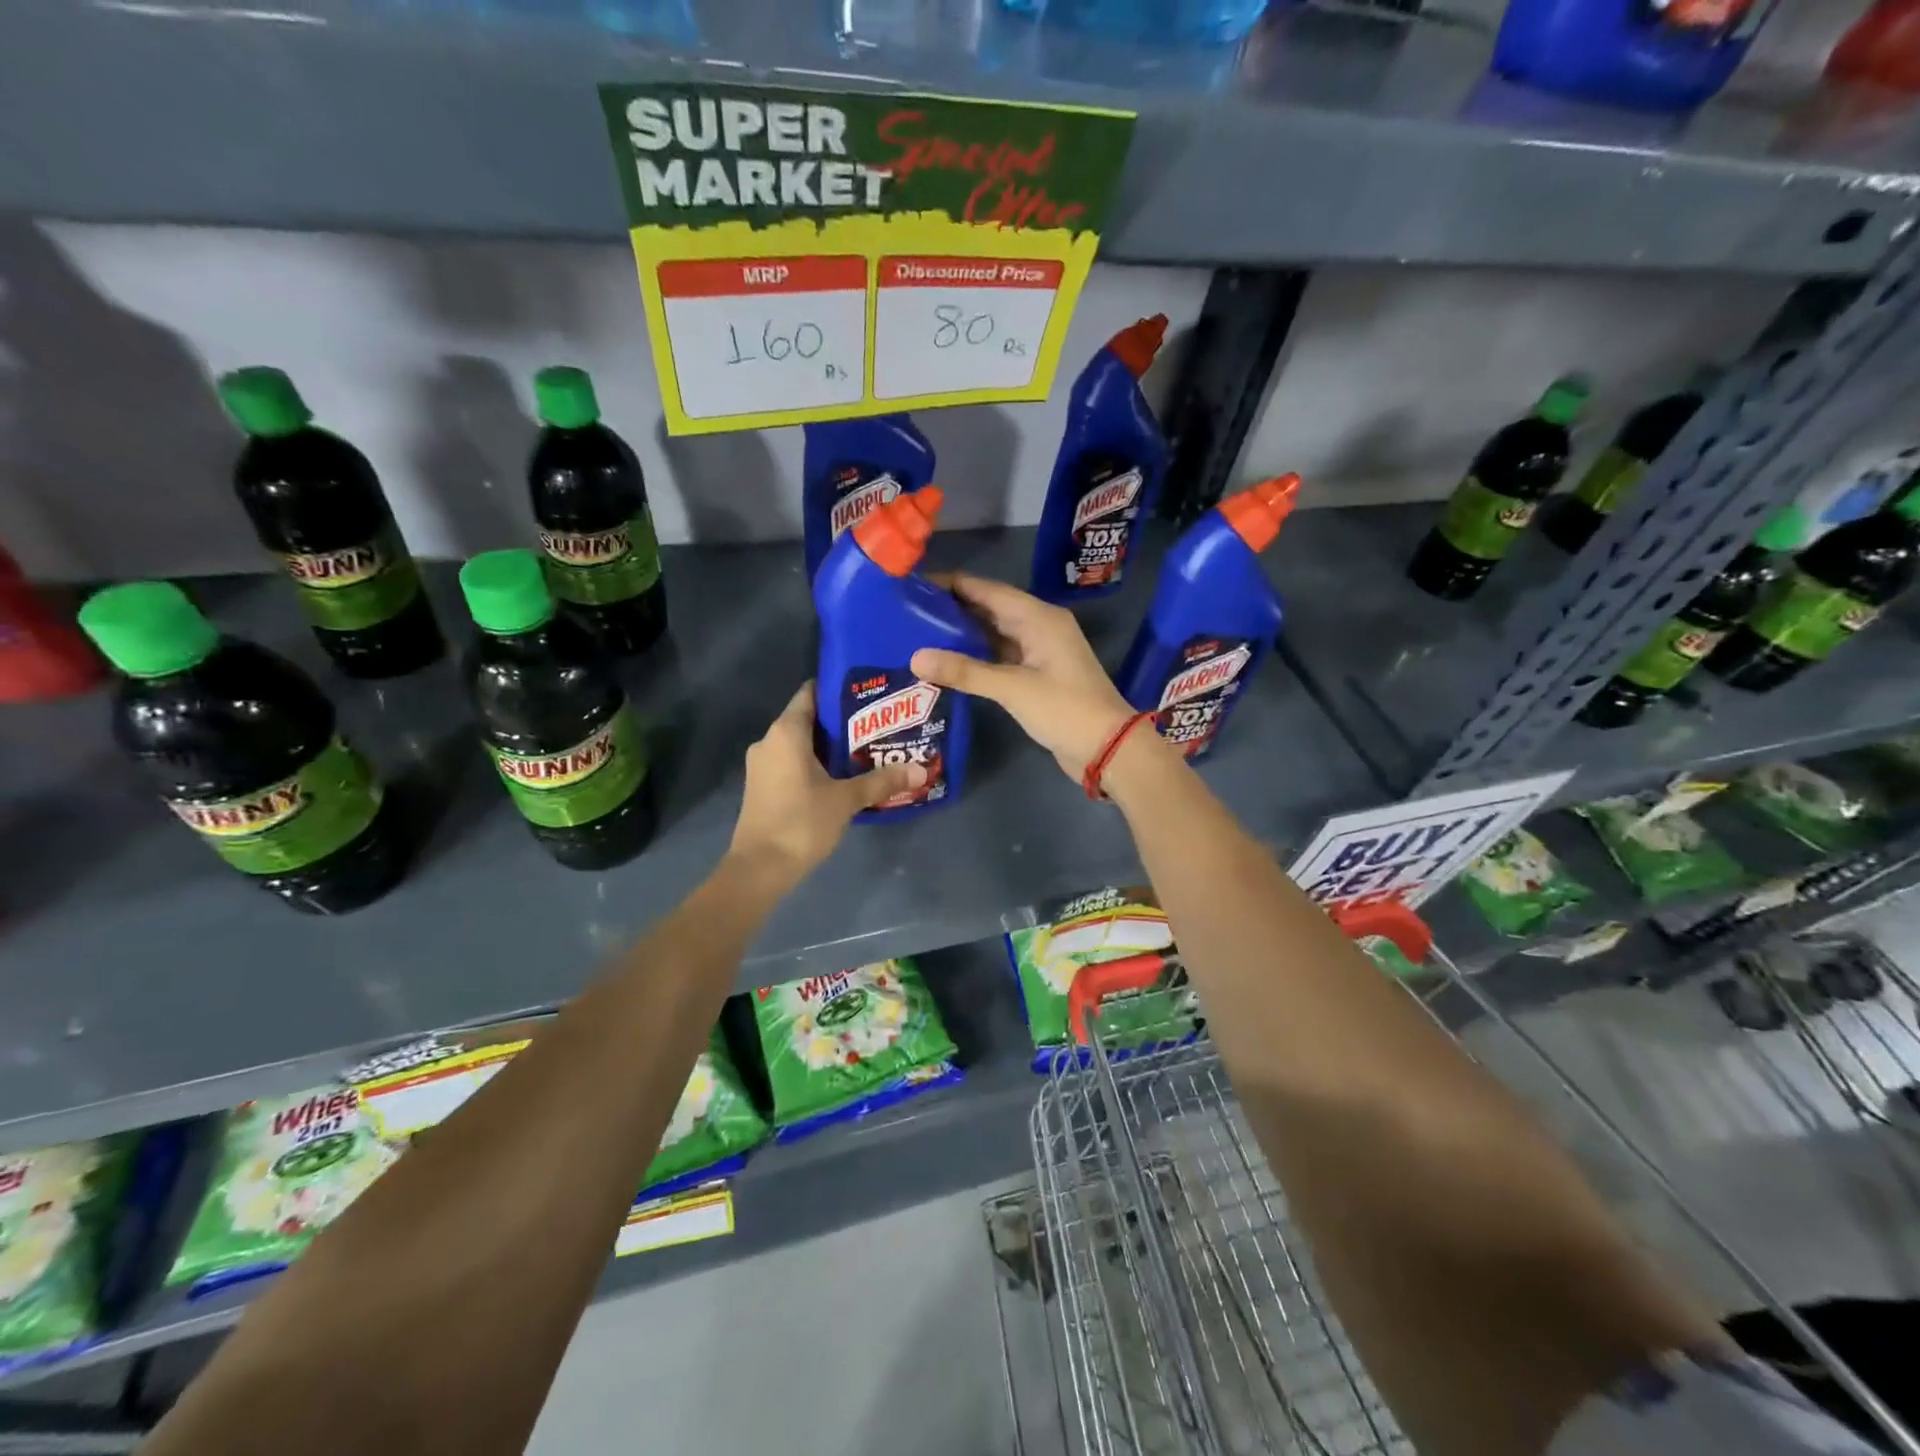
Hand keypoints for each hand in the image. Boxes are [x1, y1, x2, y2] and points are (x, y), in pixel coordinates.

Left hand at [730, 681, 924, 876]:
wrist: (760, 868)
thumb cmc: (801, 822)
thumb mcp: (847, 799)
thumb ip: (882, 781)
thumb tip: (920, 769)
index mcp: (786, 732)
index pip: (811, 693)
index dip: (838, 690)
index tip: (867, 694)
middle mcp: (769, 741)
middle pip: (808, 719)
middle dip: (841, 722)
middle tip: (878, 725)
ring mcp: (762, 765)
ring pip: (800, 744)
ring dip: (829, 747)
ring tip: (867, 749)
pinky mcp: (763, 786)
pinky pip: (792, 763)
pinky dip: (815, 764)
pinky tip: (842, 776)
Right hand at [911, 573, 1135, 781]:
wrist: (1108, 748)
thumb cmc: (1065, 710)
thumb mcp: (1012, 688)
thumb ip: (965, 672)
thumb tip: (915, 657)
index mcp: (1039, 617)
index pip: (987, 589)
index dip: (951, 584)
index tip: (913, 585)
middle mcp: (1040, 626)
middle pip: (989, 608)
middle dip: (952, 608)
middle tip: (908, 611)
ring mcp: (1039, 651)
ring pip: (994, 632)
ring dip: (962, 633)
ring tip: (919, 632)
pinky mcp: (1037, 675)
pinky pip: (1001, 655)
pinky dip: (976, 656)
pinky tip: (948, 661)